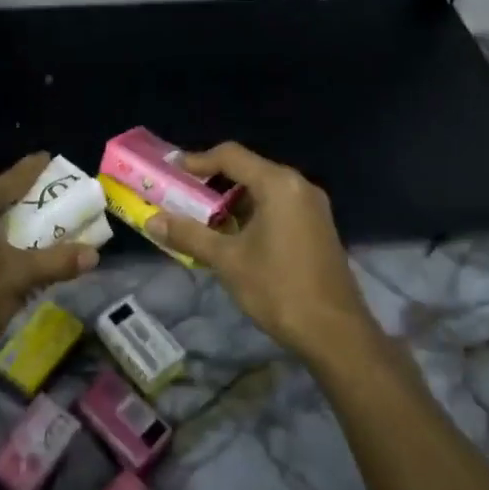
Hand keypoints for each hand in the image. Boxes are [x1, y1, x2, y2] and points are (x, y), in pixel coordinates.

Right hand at [147, 142, 375, 362]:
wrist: (335, 333)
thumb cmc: (278, 288)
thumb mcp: (227, 260)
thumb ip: (189, 235)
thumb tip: (152, 220)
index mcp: (278, 184)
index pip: (231, 156)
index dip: (197, 160)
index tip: (171, 170)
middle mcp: (299, 186)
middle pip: (248, 170)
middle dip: (212, 183)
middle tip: (182, 196)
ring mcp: (312, 208)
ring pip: (263, 191)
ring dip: (231, 201)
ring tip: (202, 220)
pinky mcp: (317, 228)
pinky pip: (277, 207)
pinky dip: (251, 214)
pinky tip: (233, 238)